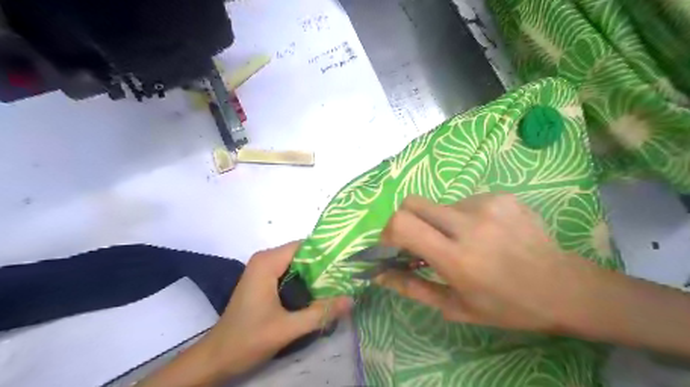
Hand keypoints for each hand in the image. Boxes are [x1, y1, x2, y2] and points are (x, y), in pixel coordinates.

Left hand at [143, 242, 352, 386]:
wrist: (217, 358)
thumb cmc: (247, 340)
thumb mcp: (287, 328)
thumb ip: (320, 313)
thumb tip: (351, 299)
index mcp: (268, 262)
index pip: (305, 246)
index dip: (327, 253)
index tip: (348, 263)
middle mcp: (265, 259)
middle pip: (303, 254)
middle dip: (324, 265)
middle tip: (348, 276)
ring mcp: (263, 269)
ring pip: (298, 264)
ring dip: (316, 274)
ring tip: (340, 284)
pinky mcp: (264, 280)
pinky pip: (290, 272)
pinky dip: (305, 281)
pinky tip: (320, 293)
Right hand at [373, 193, 604, 332]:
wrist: (563, 287)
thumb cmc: (506, 306)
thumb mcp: (455, 307)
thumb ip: (412, 287)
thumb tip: (379, 274)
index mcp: (457, 257)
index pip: (403, 224)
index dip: (387, 233)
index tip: (392, 247)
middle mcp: (470, 224)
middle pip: (412, 202)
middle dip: (405, 221)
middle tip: (419, 242)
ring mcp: (488, 204)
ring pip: (439, 205)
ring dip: (439, 223)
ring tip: (463, 243)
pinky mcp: (501, 196)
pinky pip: (463, 202)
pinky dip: (462, 218)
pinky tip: (484, 234)